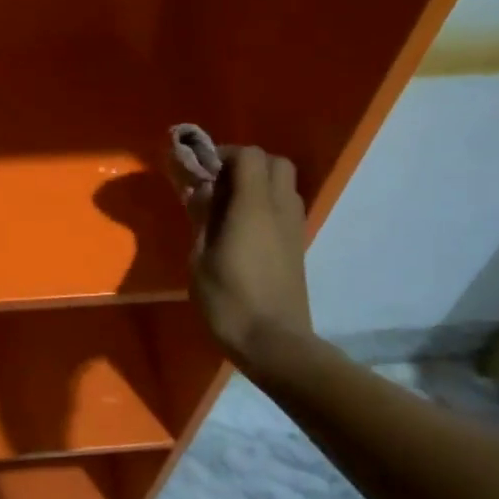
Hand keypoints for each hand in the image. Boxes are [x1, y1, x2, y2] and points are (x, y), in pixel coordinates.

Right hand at [185, 146, 313, 365]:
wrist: (274, 343)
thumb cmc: (228, 301)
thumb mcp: (200, 258)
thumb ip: (202, 217)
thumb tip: (201, 190)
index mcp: (253, 206)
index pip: (249, 156)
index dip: (224, 154)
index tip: (201, 170)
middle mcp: (280, 209)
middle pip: (275, 162)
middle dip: (246, 163)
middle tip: (219, 183)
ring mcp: (294, 227)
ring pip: (284, 184)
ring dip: (259, 183)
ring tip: (229, 206)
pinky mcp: (298, 246)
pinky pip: (286, 207)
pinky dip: (267, 204)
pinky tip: (244, 229)